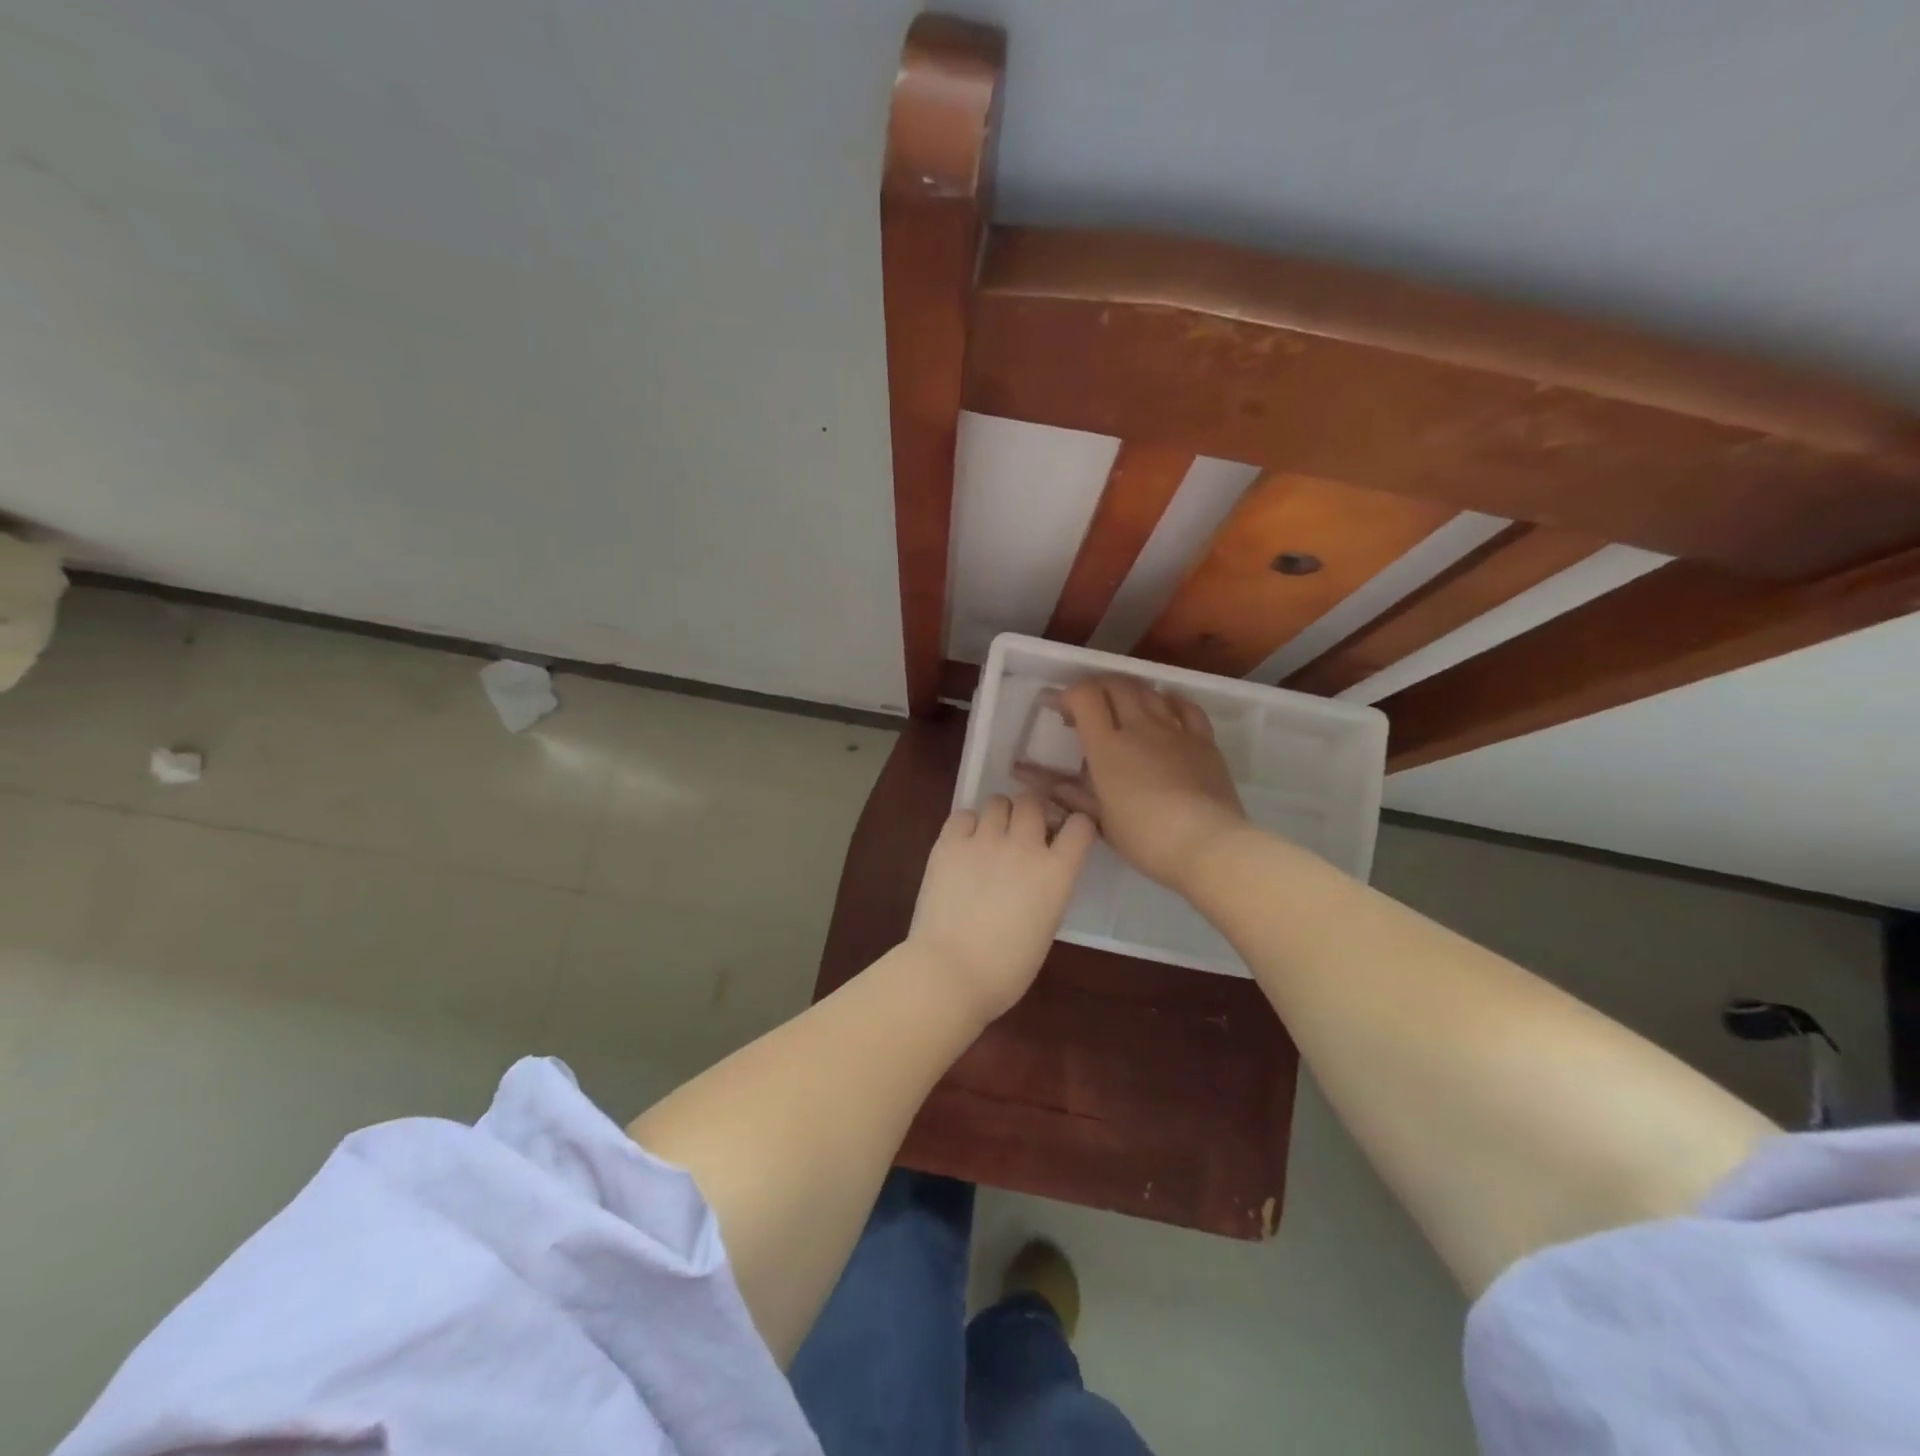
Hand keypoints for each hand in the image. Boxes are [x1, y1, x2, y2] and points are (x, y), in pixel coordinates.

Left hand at [907, 793, 1096, 1022]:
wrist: (950, 972)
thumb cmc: (1006, 968)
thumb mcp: (1046, 925)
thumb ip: (1048, 888)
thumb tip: (1036, 873)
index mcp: (1057, 872)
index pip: (1081, 825)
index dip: (1076, 824)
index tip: (1067, 832)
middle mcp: (1024, 846)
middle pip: (1033, 801)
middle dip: (1032, 810)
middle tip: (1023, 829)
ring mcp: (984, 841)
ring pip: (998, 801)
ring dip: (1000, 814)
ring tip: (992, 835)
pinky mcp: (949, 843)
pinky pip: (963, 815)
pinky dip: (967, 825)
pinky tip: (964, 844)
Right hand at [1016, 675, 1246, 892]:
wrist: (1207, 844)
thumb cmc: (1145, 838)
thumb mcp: (1101, 821)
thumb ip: (1073, 796)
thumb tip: (1047, 784)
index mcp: (1107, 746)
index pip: (1084, 697)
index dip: (1069, 694)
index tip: (1061, 708)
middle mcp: (1140, 727)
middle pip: (1116, 684)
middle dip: (1097, 687)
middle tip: (1089, 705)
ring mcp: (1175, 730)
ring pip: (1149, 691)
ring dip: (1130, 691)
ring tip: (1123, 707)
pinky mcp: (1204, 740)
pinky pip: (1186, 707)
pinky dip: (1170, 701)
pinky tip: (1165, 708)